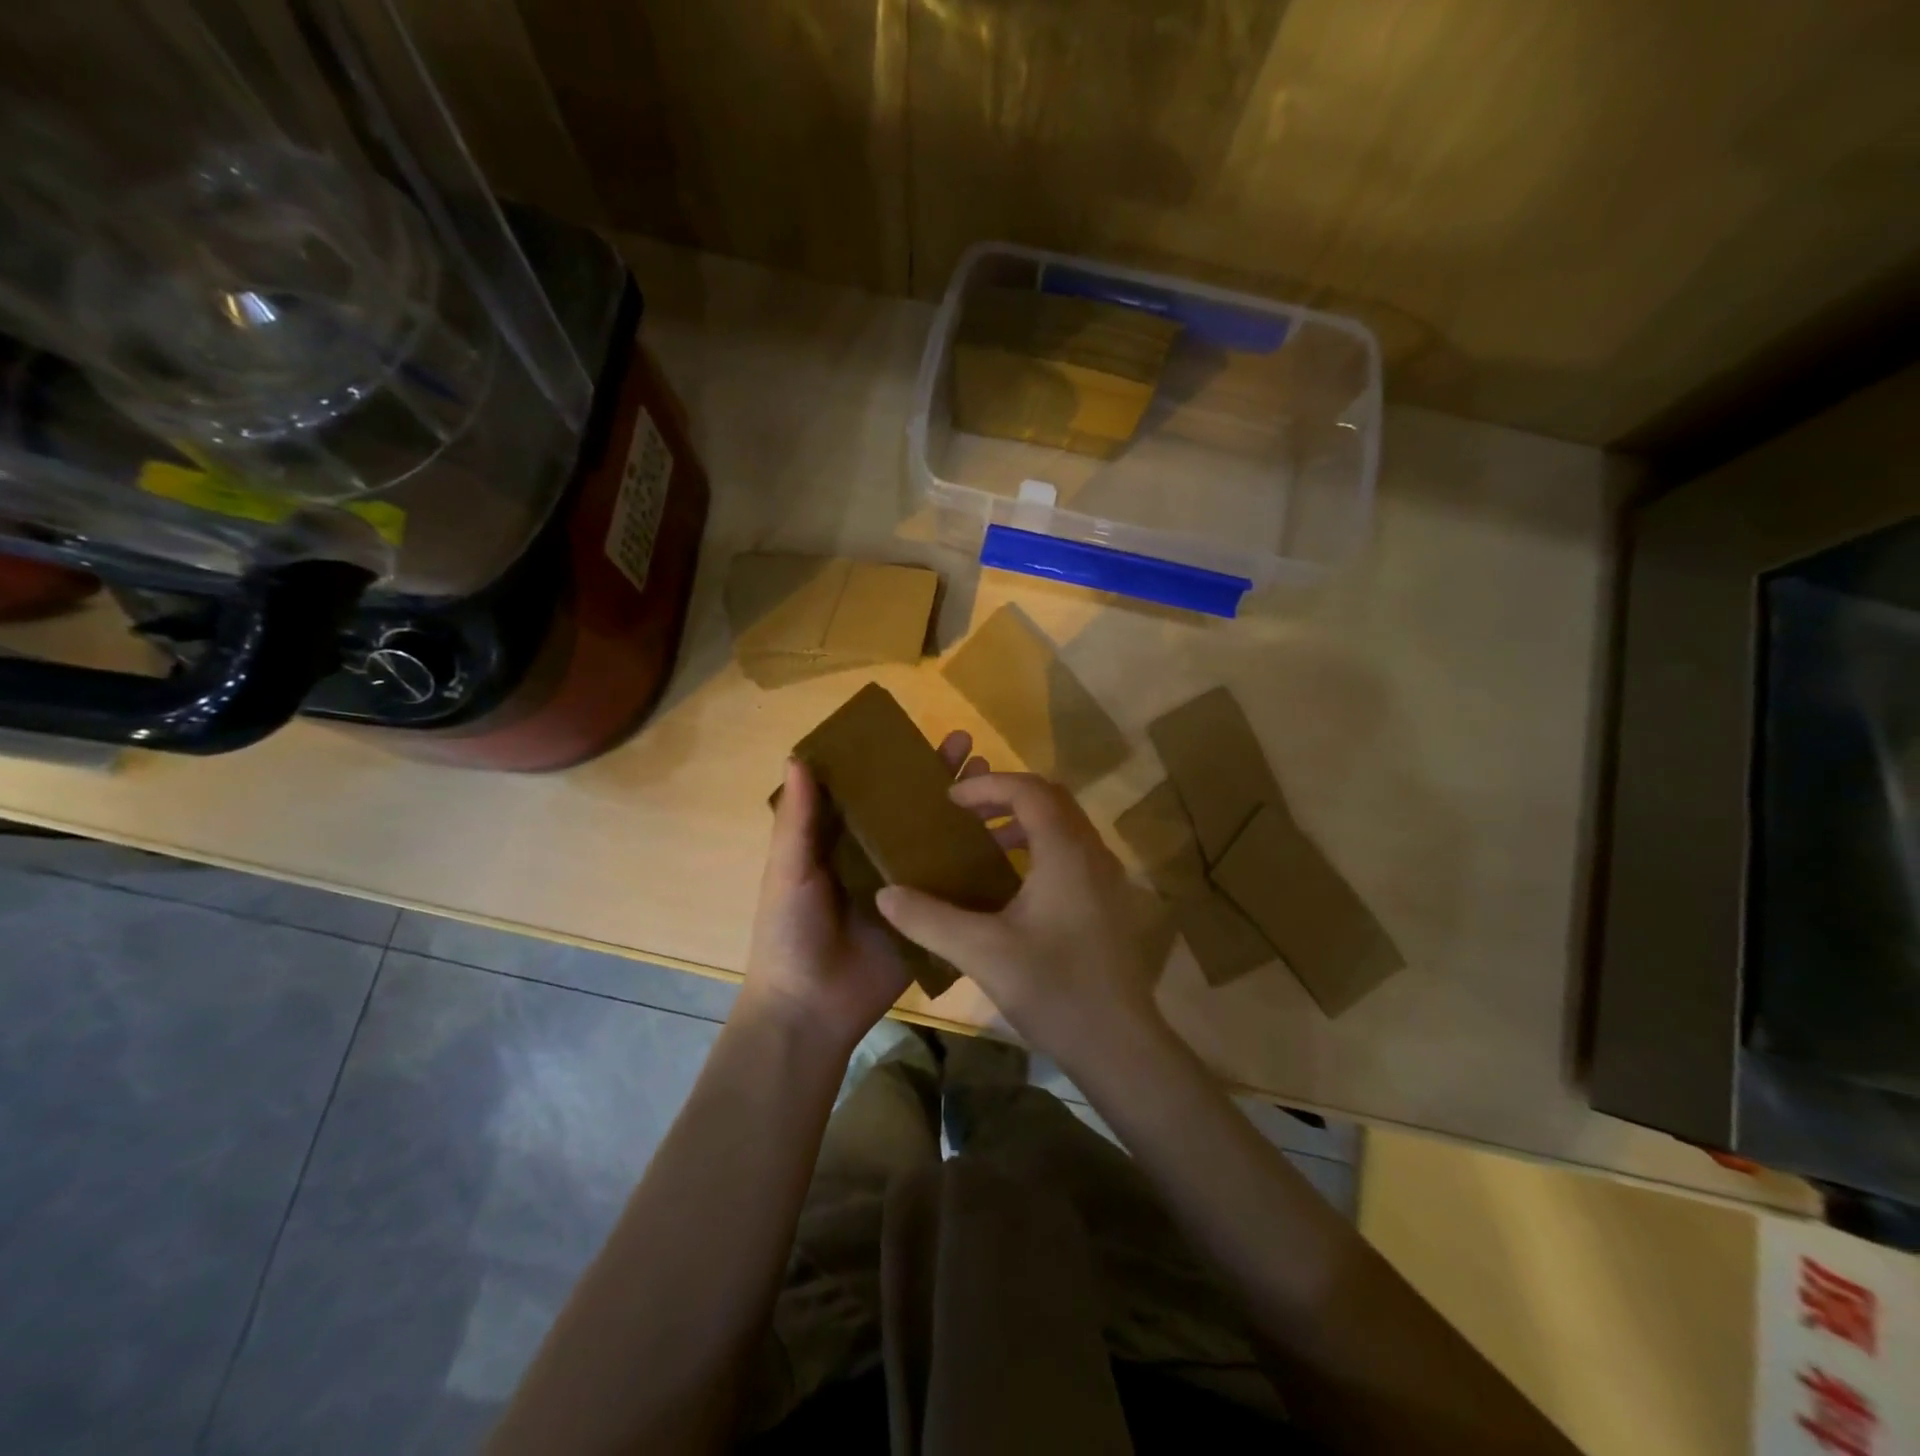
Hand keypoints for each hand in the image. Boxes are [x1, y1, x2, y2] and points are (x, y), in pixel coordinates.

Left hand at [739, 730, 982, 1054]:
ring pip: (940, 841)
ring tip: (998, 783)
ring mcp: (907, 887)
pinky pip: (956, 886)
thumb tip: (798, 755)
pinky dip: (980, 863)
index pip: (873, 791)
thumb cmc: (790, 932)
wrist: (810, 1009)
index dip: (896, 762)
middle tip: (971, 747)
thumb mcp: (788, 870)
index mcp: (841, 840)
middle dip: (940, 779)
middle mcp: (877, 856)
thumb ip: (798, 819)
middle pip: (914, 810)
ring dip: (966, 813)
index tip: (922, 733)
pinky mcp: (929, 917)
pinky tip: (1011, 840)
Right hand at [875, 773, 1168, 1068]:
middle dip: (1006, 797)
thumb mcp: (982, 953)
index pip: (1029, 790)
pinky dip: (1041, 847)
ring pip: (1066, 826)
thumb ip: (929, 919)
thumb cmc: (1053, 990)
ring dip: (1025, 823)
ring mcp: (1108, 878)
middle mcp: (1093, 853)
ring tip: (984, 844)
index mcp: (1066, 852)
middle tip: (965, 814)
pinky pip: (1074, 852)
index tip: (950, 800)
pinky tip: (1014, 885)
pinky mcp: (1110, 903)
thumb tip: (885, 894)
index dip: (988, 787)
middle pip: (1052, 799)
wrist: (1119, 1046)